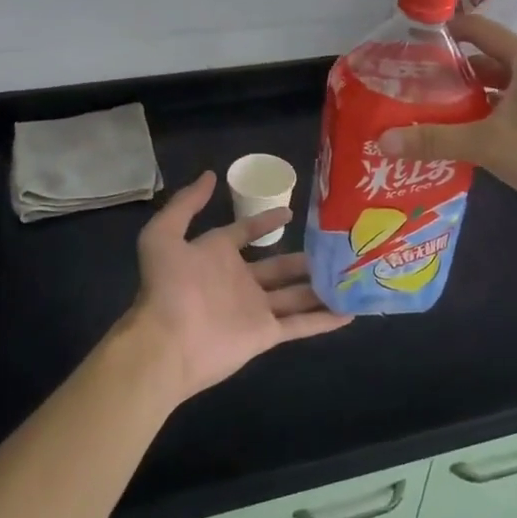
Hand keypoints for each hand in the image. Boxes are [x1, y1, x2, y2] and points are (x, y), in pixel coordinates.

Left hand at [122, 171, 349, 403]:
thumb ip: (186, 204)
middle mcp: (240, 280)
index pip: (246, 232)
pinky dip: (325, 319)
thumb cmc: (168, 286)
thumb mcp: (164, 234)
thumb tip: (210, 175)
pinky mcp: (266, 334)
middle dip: (305, 258)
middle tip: (336, 246)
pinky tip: (351, 312)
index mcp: (217, 255)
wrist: (167, 342)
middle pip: (279, 266)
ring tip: (352, 274)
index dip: (266, 222)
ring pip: (296, 294)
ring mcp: (255, 308)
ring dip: (321, 286)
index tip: (291, 212)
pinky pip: (301, 324)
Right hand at [376, 15, 516, 237]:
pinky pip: (500, 114)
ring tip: (419, 114)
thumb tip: (383, 140)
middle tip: (405, 88)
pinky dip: (477, 121)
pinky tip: (450, 139)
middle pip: (479, 62)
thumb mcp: (488, 143)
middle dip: (444, 74)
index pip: (475, 29)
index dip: (442, 33)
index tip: (406, 46)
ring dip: (459, 102)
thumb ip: (435, 139)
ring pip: (490, 92)